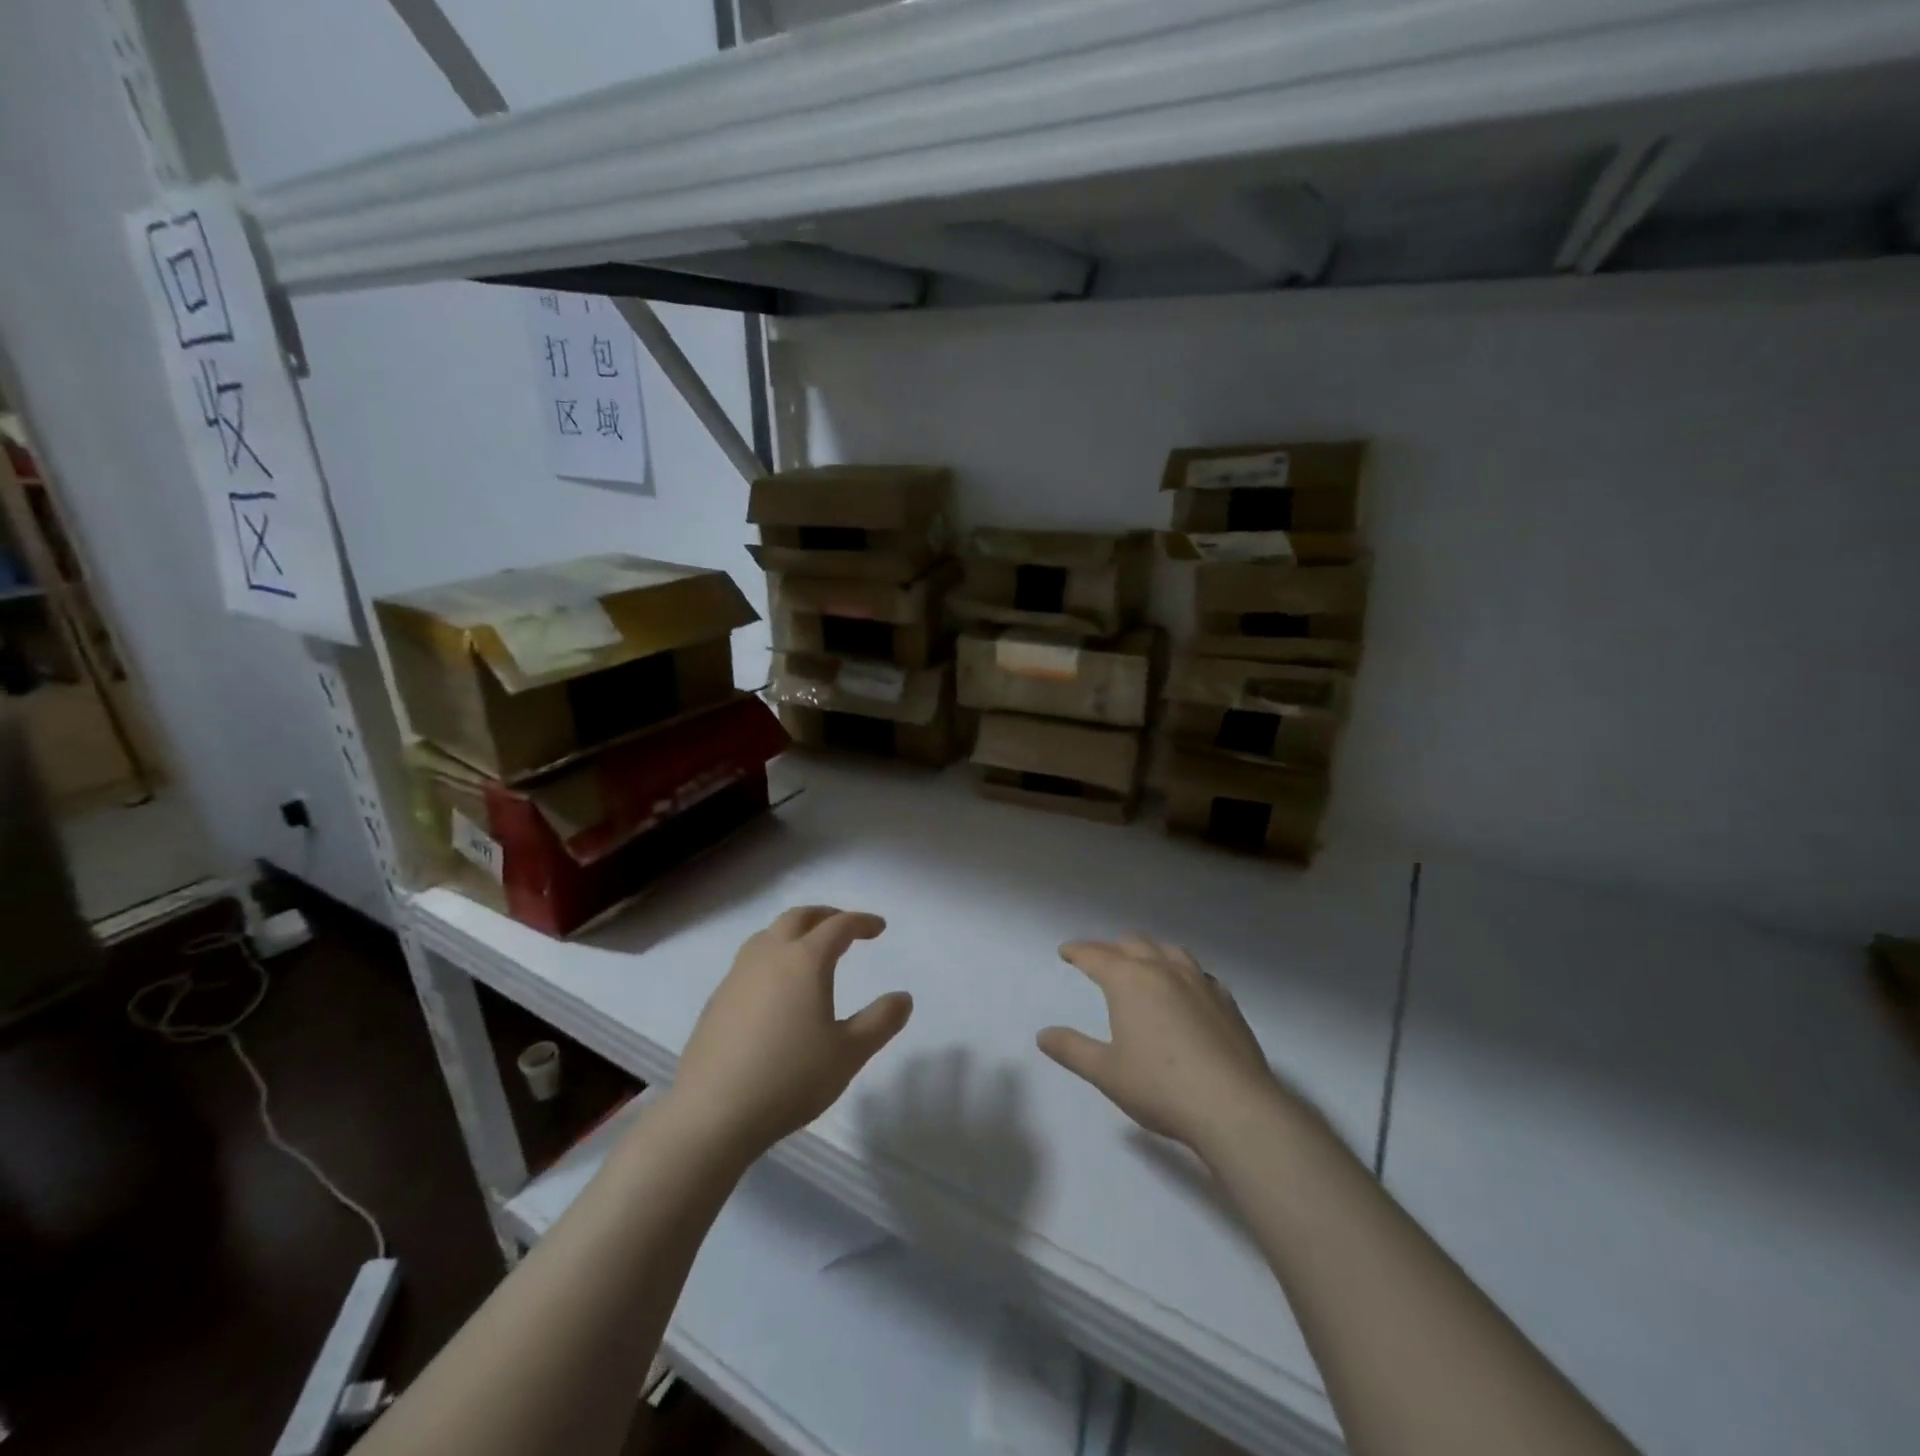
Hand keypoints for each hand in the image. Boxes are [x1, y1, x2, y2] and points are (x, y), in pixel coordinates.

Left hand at [670, 906, 912, 1156]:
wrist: (712, 1113)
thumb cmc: (790, 1078)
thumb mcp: (849, 1054)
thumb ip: (880, 1021)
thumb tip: (903, 998)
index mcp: (804, 961)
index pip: (838, 926)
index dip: (861, 922)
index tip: (879, 928)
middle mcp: (769, 956)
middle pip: (798, 918)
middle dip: (825, 915)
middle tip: (844, 926)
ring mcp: (737, 976)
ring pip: (767, 935)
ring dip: (793, 932)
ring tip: (808, 950)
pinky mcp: (717, 1000)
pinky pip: (749, 961)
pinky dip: (771, 957)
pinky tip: (775, 989)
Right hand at [1038, 935, 1286, 1152]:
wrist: (1233, 1106)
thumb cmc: (1160, 1087)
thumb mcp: (1106, 1073)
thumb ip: (1072, 1050)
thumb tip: (1043, 1035)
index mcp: (1129, 980)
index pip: (1096, 955)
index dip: (1078, 951)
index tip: (1066, 951)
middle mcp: (1163, 970)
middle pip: (1133, 944)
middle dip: (1112, 948)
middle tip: (1100, 959)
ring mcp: (1199, 982)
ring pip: (1169, 950)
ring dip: (1150, 952)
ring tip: (1143, 963)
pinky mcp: (1227, 1001)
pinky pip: (1198, 973)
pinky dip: (1182, 972)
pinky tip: (1185, 990)